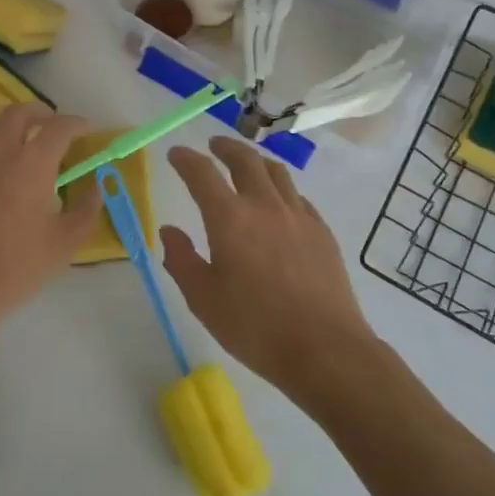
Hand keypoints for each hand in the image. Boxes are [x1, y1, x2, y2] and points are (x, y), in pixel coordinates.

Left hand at [0, 104, 101, 332]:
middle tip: (52, 124)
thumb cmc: (16, 266)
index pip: (59, 127)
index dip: (76, 124)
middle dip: (40, 112)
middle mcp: (1, 151)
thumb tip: (97, 185)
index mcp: (33, 162)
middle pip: (19, 112)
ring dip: (10, 124)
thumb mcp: (65, 242)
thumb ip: (86, 208)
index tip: (86, 130)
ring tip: (21, 139)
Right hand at [161, 138, 373, 391]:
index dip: (186, 159)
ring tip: (248, 163)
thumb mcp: (203, 299)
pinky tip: (280, 203)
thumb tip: (169, 230)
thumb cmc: (255, 327)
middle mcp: (264, 206)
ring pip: (276, 172)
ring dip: (256, 161)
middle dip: (225, 148)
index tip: (176, 154)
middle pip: (245, 160)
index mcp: (229, 219)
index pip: (202, 174)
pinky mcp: (322, 232)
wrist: (325, 349)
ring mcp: (298, 216)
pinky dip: (282, 189)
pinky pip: (298, 197)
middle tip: (213, 146)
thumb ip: (181, 259)